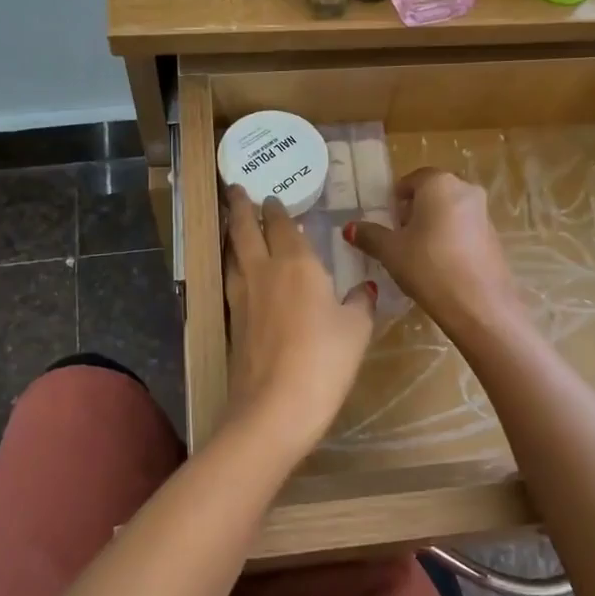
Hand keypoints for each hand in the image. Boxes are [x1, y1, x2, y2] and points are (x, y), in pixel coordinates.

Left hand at [224, 186, 376, 456]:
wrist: (275, 406)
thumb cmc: (324, 360)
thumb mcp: (356, 330)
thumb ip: (359, 303)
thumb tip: (364, 289)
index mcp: (297, 264)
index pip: (282, 225)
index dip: (277, 209)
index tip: (271, 196)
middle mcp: (263, 271)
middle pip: (245, 230)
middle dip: (240, 207)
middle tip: (235, 189)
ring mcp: (242, 297)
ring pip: (232, 253)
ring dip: (232, 233)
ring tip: (232, 223)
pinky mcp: (232, 322)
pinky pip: (230, 280)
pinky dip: (232, 265)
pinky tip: (237, 272)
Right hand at [348, 169, 523, 342]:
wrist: (480, 304)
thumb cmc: (429, 267)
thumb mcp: (391, 251)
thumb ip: (369, 235)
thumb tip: (350, 227)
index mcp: (439, 183)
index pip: (411, 180)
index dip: (394, 200)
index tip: (385, 222)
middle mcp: (465, 189)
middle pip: (432, 193)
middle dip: (413, 211)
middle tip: (398, 237)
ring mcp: (483, 212)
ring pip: (449, 210)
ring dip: (432, 225)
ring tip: (416, 254)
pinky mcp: (493, 236)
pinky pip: (464, 228)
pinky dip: (449, 238)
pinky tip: (439, 264)